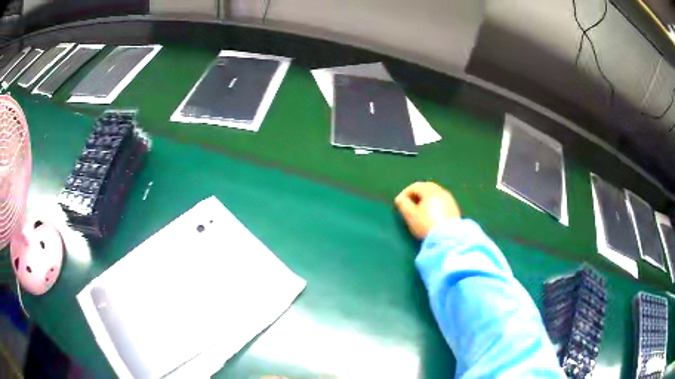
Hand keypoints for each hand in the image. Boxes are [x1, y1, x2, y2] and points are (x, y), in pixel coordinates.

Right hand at [394, 182, 460, 238]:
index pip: (415, 186)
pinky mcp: (455, 210)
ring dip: (425, 200)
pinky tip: (431, 216)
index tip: (399, 203)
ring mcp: (450, 200)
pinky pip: (441, 203)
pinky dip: (434, 205)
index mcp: (430, 190)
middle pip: (426, 188)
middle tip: (409, 205)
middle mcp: (442, 192)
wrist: (448, 239)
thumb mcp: (410, 215)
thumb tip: (400, 199)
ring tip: (419, 211)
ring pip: (435, 195)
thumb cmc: (427, 225)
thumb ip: (403, 204)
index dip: (405, 193)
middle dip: (416, 195)